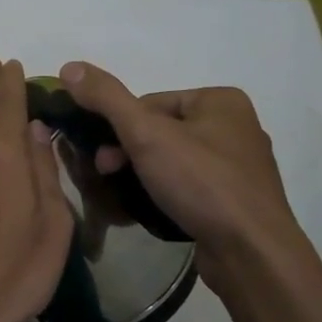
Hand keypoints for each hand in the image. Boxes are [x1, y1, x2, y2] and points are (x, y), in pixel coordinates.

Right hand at [58, 61, 305, 284]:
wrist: (252, 254)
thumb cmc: (201, 183)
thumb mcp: (145, 133)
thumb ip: (106, 98)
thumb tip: (70, 67)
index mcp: (221, 101)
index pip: (150, 103)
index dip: (119, 128)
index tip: (102, 156)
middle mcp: (235, 127)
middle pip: (161, 131)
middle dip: (129, 153)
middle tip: (106, 175)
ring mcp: (240, 167)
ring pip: (173, 160)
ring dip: (144, 175)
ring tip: (125, 197)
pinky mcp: (238, 201)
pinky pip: (191, 187)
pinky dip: (168, 194)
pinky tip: (154, 210)